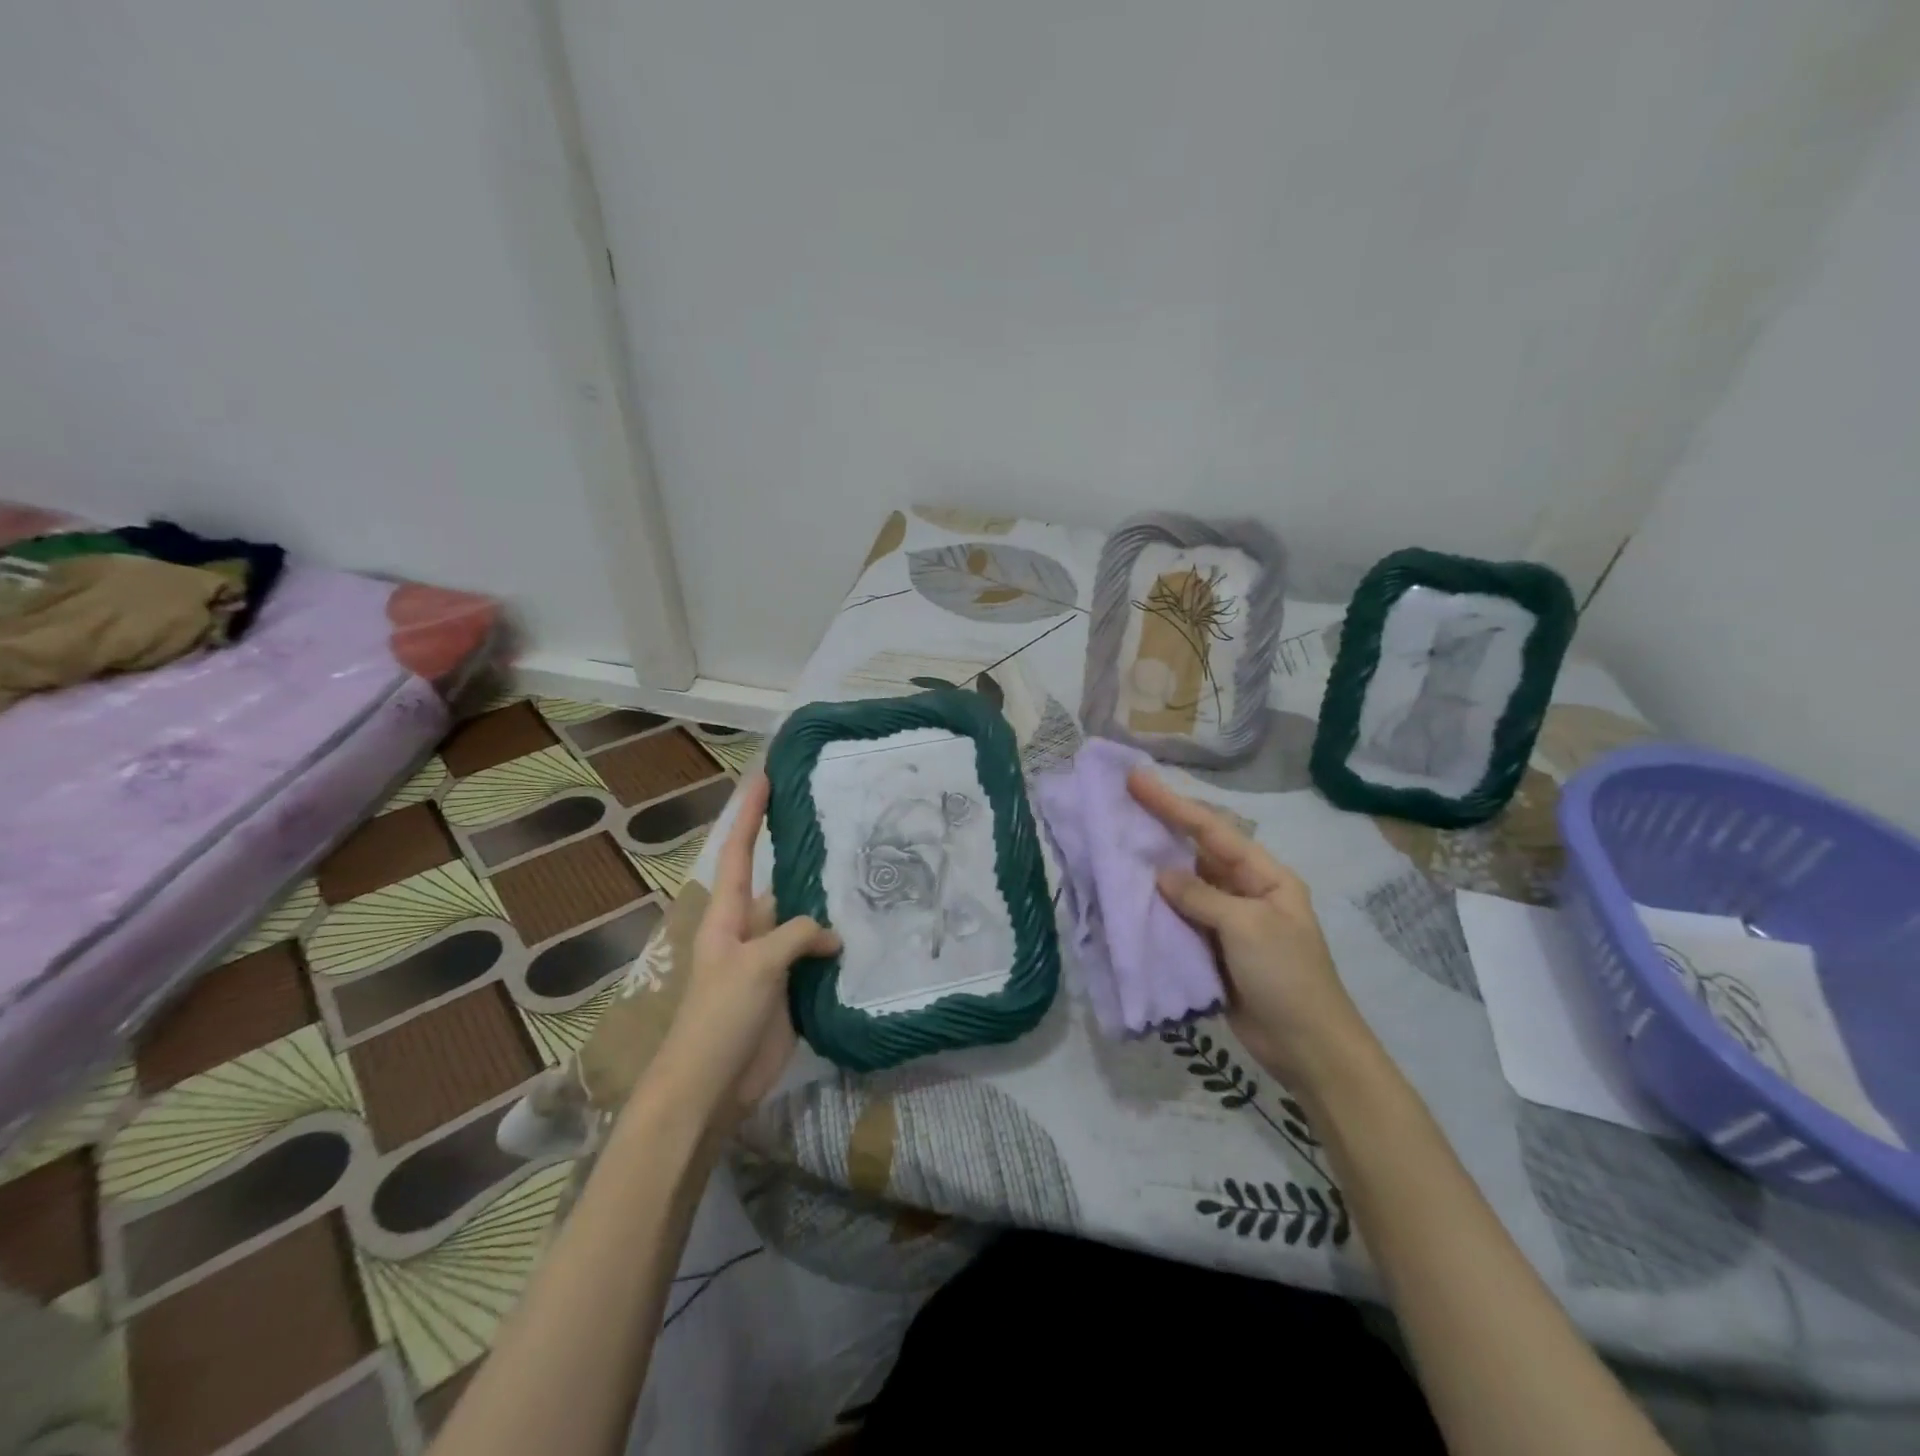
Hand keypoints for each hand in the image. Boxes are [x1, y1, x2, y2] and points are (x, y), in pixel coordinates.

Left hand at [650, 775, 839, 1126]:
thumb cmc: (719, 1017)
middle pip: (781, 885)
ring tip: (869, 879)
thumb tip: (832, 936)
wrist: (712, 1086)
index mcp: (728, 916)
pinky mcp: (790, 989)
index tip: (765, 778)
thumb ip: (795, 936)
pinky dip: (838, 948)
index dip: (749, 815)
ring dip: (829, 908)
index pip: (738, 852)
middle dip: (806, 861)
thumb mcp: (755, 965)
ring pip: (805, 922)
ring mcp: (771, 961)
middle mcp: (751, 930)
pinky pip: (817, 958)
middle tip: (846, 830)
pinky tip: (867, 935)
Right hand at [1128, 767, 1371, 1087]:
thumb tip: (1160, 876)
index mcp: (1265, 875)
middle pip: (1196, 851)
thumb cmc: (1287, 977)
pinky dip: (1154, 907)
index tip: (1136, 780)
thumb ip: (1201, 896)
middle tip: (1120, 803)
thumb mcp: (1248, 927)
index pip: (1212, 830)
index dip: (1173, 804)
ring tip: (1115, 843)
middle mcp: (1244, 890)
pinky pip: (1179, 918)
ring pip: (1183, 884)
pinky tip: (1127, 895)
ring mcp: (1226, 920)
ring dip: (1152, 868)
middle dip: (1160, 827)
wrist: (1307, 1047)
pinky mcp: (1211, 948)